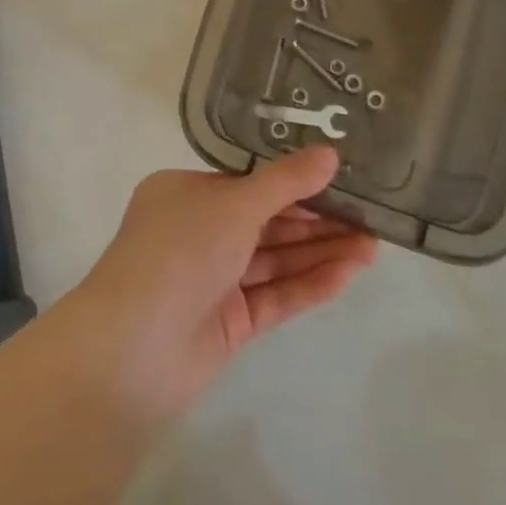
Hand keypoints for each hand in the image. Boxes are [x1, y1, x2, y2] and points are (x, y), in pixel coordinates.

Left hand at [64, 148, 376, 419]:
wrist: (133, 350)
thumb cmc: (180, 252)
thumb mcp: (234, 205)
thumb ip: (286, 183)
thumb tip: (330, 153)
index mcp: (186, 194)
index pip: (249, 183)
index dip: (295, 184)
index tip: (340, 181)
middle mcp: (197, 232)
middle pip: (266, 222)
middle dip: (316, 221)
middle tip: (370, 218)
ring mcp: (212, 280)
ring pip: (274, 260)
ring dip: (320, 253)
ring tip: (372, 247)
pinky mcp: (227, 324)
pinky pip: (274, 296)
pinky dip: (307, 285)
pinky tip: (348, 275)